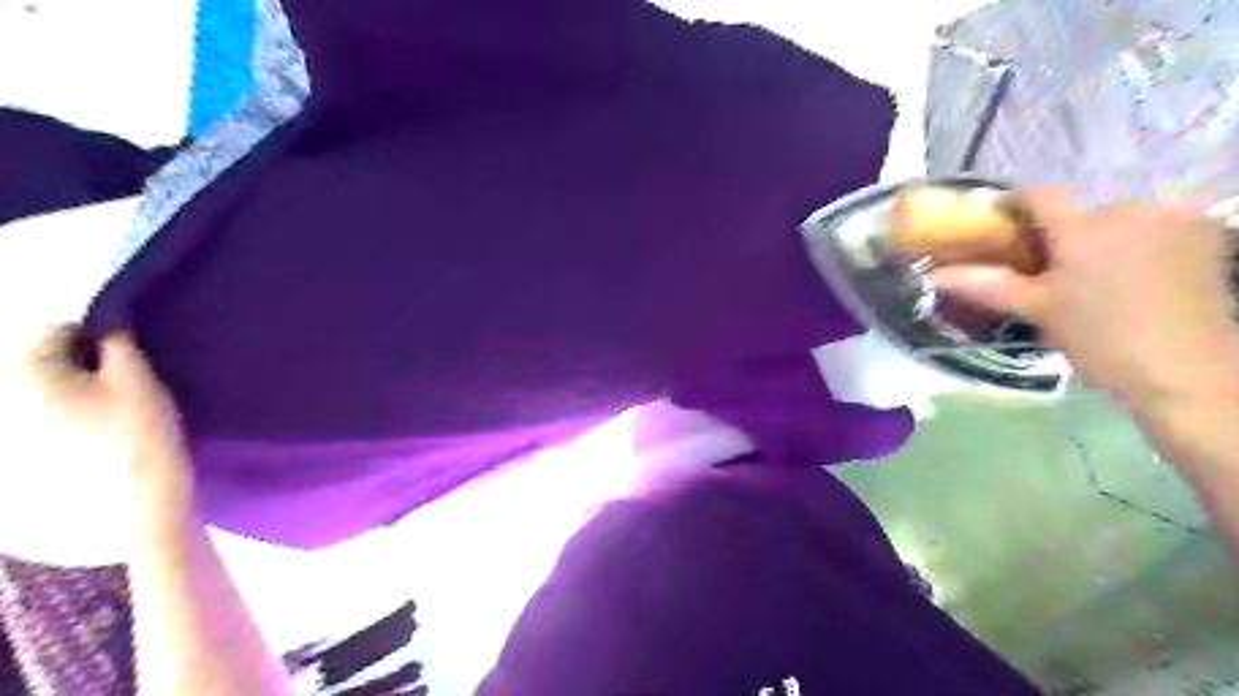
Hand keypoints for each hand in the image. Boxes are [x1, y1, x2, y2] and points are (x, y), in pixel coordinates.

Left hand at [0, 326, 186, 564]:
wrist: (133, 502)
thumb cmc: (137, 433)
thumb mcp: (138, 380)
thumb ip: (119, 344)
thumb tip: (107, 326)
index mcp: (22, 370)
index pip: (56, 330)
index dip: (98, 339)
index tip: (129, 361)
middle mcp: (1, 395)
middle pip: (40, 363)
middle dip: (79, 367)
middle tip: (120, 389)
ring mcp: (5, 431)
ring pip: (40, 394)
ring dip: (71, 395)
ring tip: (108, 416)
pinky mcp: (17, 457)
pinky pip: (38, 423)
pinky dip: (63, 422)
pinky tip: (93, 439)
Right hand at [930, 187, 1238, 410]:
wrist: (1183, 372)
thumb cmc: (1099, 338)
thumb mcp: (1036, 310)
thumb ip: (985, 284)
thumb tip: (933, 276)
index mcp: (1086, 228)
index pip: (1041, 196)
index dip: (1015, 203)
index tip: (998, 221)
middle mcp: (1133, 210)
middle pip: (1081, 212)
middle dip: (1060, 235)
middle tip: (1046, 270)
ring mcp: (1174, 221)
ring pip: (1118, 221)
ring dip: (1098, 241)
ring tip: (1091, 280)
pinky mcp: (1204, 236)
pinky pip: (1154, 228)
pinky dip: (1135, 245)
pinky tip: (1133, 278)